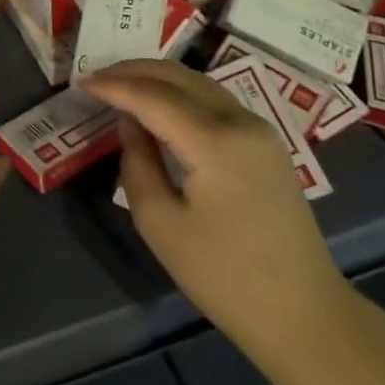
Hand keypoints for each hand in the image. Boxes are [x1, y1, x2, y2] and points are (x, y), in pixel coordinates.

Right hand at [82, 60, 347, 356]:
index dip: (114, 86)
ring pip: (198, 83)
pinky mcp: (265, 144)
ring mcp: (259, 131)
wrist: (303, 313)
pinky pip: (214, 101)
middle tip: (95, 77)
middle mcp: (241, 123)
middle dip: (133, 71)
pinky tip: (157, 104)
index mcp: (215, 143)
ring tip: (119, 84)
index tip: (80, 83)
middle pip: (179, 78)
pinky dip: (179, 93)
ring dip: (156, 78)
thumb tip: (130, 125)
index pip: (153, 97)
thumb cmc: (223, 275)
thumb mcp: (160, 222)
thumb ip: (137, 163)